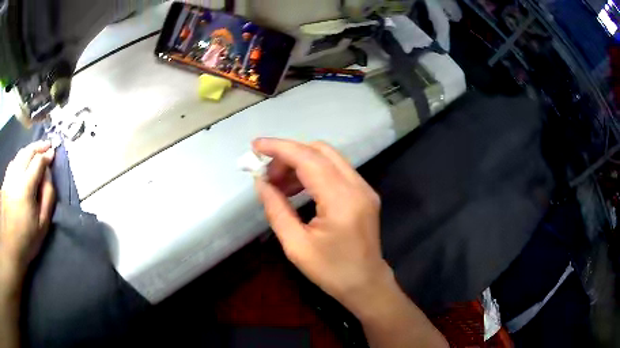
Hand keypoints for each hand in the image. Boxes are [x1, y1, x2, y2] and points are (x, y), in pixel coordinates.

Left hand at [0, 141, 55, 280]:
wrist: (11, 246)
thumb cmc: (27, 239)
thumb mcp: (42, 224)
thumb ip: (48, 197)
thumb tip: (48, 175)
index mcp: (26, 186)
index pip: (38, 162)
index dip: (47, 155)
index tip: (53, 152)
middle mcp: (16, 175)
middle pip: (28, 152)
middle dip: (38, 146)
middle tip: (47, 144)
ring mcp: (9, 176)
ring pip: (19, 155)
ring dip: (29, 149)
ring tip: (35, 150)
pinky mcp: (5, 180)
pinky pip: (13, 162)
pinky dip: (19, 157)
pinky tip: (22, 161)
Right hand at [253, 138, 392, 313]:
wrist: (366, 284)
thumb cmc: (331, 272)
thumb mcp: (296, 245)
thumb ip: (276, 209)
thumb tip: (260, 183)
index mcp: (341, 200)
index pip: (308, 159)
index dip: (279, 148)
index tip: (256, 146)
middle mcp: (357, 186)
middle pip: (320, 151)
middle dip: (289, 155)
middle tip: (267, 175)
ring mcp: (364, 188)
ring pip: (329, 158)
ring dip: (300, 163)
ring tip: (278, 184)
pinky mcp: (364, 193)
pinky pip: (336, 171)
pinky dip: (313, 172)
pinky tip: (297, 189)